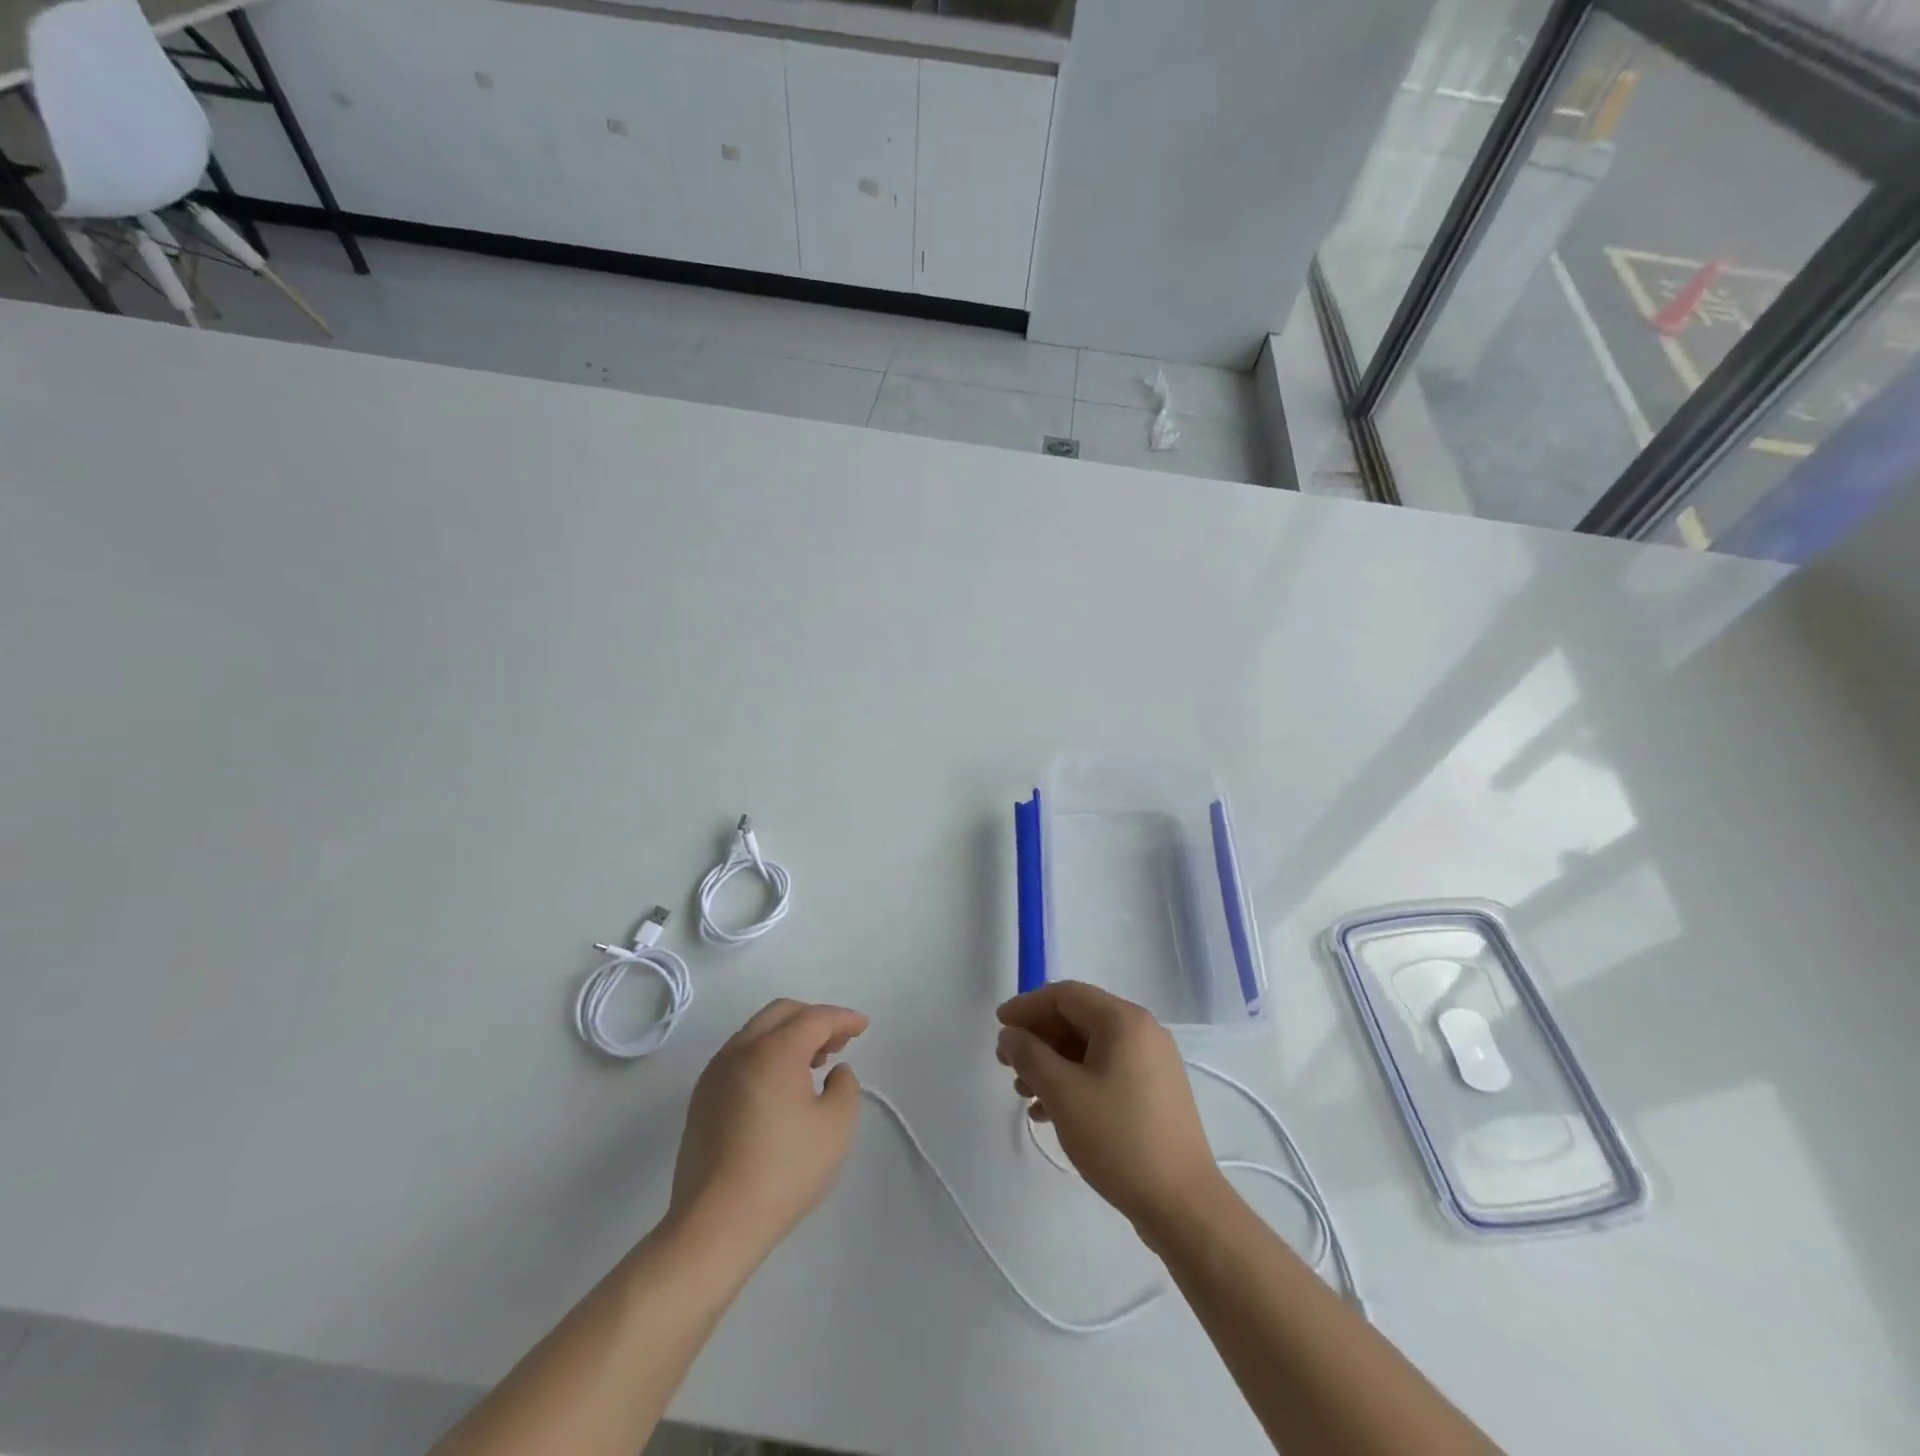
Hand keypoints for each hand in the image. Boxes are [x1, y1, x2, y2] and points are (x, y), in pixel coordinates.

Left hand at [668, 999, 868, 1259]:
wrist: (714, 1226)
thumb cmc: (783, 1172)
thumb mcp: (836, 1127)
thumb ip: (845, 1086)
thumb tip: (834, 1072)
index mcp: (774, 1050)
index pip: (815, 1018)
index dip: (843, 1018)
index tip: (863, 1027)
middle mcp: (740, 1050)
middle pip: (781, 1013)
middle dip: (814, 1019)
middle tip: (838, 1042)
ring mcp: (715, 1074)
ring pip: (757, 1032)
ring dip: (788, 1036)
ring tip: (812, 1064)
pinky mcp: (701, 1099)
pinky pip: (740, 1057)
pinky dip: (766, 1055)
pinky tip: (780, 1087)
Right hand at [996, 981, 1220, 1237]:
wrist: (1183, 1204)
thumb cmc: (1118, 1139)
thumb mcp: (1063, 1093)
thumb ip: (1029, 1056)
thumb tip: (1010, 1035)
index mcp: (1124, 1020)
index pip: (1066, 995)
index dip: (1027, 1006)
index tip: (999, 1027)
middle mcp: (1142, 1031)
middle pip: (1078, 1018)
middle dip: (1038, 1038)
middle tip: (1007, 1064)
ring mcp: (1152, 1062)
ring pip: (1089, 1047)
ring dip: (1053, 1063)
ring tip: (1024, 1094)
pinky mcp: (1155, 1091)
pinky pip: (1106, 1070)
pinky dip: (1075, 1081)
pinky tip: (1050, 1112)